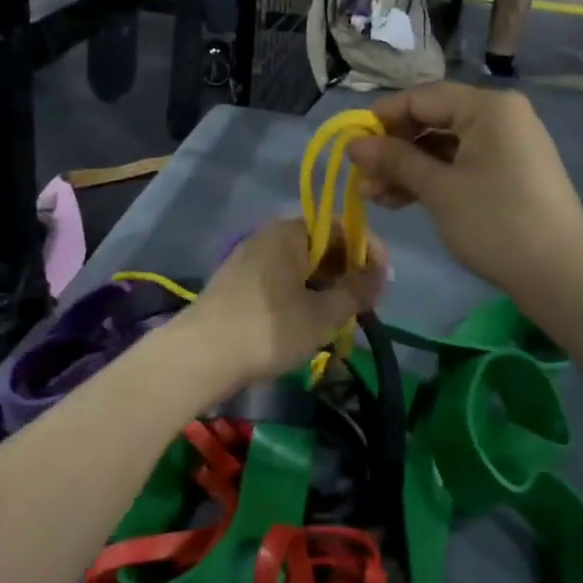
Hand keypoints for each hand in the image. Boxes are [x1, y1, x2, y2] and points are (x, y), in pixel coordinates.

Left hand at [185, 218, 384, 385]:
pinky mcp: (239, 282)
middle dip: (347, 271)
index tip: (383, 282)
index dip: (368, 251)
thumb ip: (356, 291)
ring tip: (341, 317)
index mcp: (290, 232)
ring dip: (326, 286)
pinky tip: (309, 321)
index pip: (341, 227)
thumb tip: (381, 274)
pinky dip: (302, 294)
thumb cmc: (268, 329)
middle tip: (364, 305)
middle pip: (321, 244)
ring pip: (301, 265)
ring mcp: (250, 258)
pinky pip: (282, 279)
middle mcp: (269, 235)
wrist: (200, 356)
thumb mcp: (322, 314)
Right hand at [345, 82, 582, 296]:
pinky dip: (433, 179)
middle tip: (361, 178)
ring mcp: (508, 146)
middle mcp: (501, 117)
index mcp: (488, 107)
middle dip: (394, 149)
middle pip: (434, 121)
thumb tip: (353, 144)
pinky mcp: (510, 174)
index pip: (422, 98)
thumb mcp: (439, 190)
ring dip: (408, 168)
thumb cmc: (496, 223)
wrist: (562, 276)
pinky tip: (402, 200)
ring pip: (445, 147)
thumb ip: (395, 161)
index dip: (382, 118)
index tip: (351, 144)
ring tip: (373, 197)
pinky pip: (462, 164)